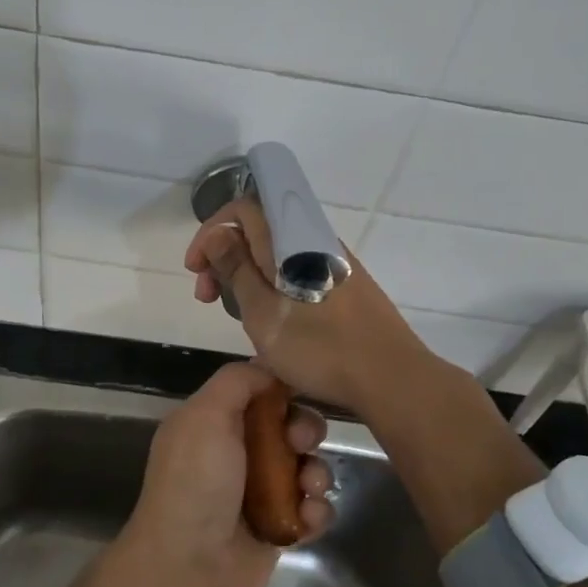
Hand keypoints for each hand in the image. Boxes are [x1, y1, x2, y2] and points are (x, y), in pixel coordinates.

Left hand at [102, 362, 333, 586]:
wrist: (187, 573)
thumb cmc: (195, 486)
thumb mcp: (204, 417)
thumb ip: (235, 383)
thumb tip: (268, 369)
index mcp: (213, 423)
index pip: (258, 392)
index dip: (282, 390)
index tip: (298, 394)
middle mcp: (235, 453)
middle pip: (288, 427)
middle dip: (305, 430)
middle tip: (302, 444)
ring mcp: (258, 493)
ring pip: (306, 467)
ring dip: (317, 473)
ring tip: (308, 488)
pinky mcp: (279, 529)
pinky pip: (312, 510)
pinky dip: (316, 512)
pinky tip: (308, 520)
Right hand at [184, 197, 436, 413]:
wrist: (391, 377)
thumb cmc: (320, 349)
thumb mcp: (263, 313)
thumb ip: (237, 269)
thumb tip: (218, 234)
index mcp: (292, 240)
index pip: (242, 209)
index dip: (212, 232)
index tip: (195, 269)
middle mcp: (315, 240)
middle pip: (259, 229)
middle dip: (225, 255)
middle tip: (208, 297)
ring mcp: (335, 262)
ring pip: (278, 252)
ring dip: (247, 273)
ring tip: (235, 311)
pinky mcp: (347, 284)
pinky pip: (298, 269)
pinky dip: (273, 283)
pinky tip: (271, 317)